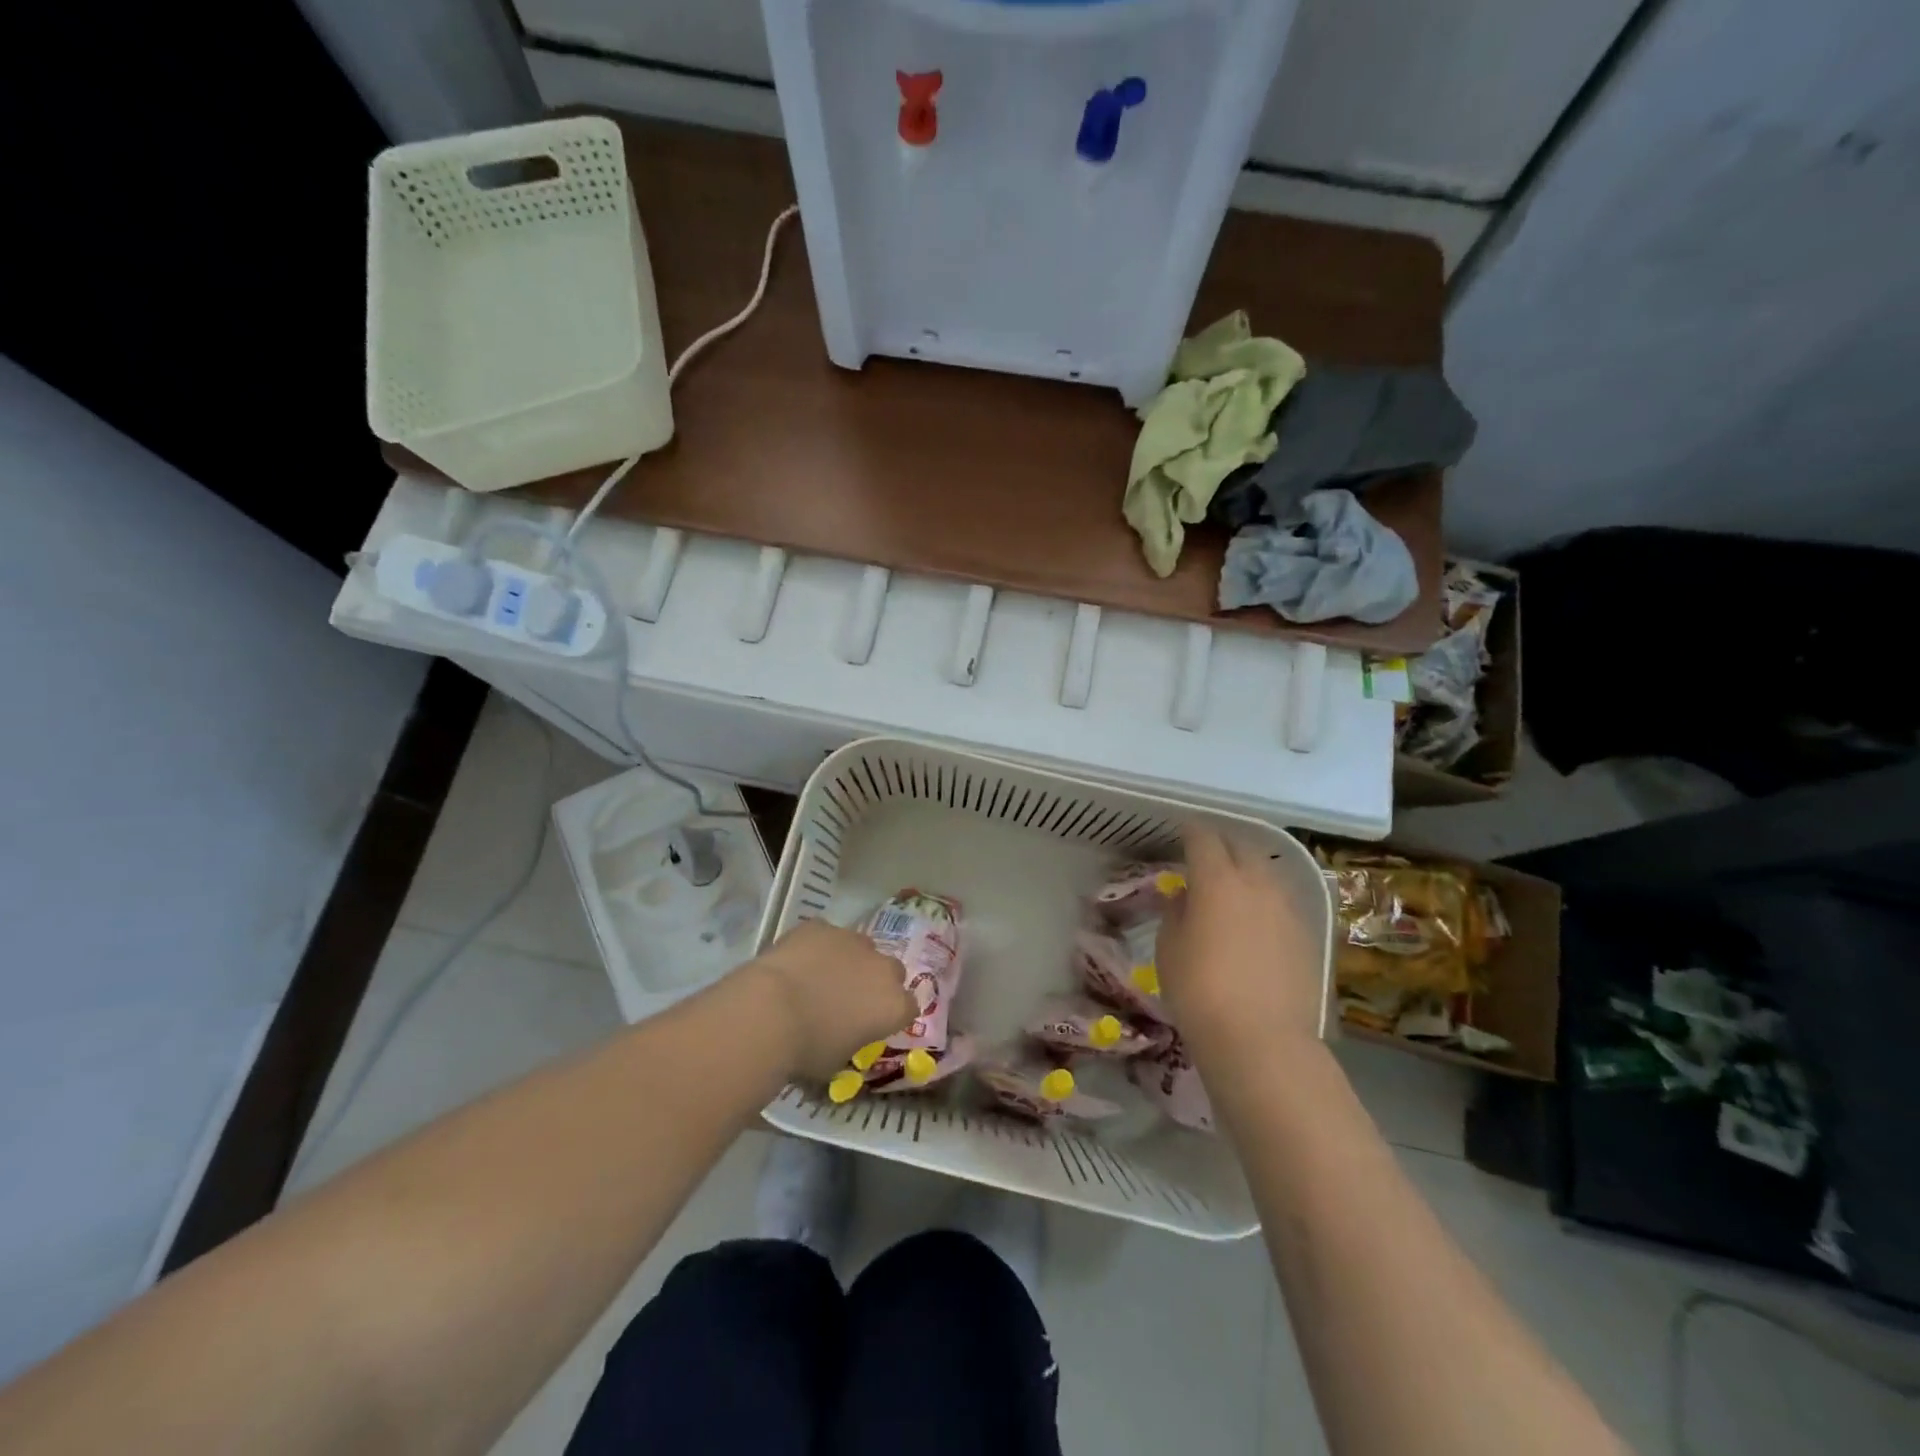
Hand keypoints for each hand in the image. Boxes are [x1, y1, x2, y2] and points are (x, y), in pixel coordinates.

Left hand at [746, 920, 918, 1080]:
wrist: (769, 1012)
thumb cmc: (807, 1049)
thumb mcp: (837, 1061)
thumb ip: (852, 1041)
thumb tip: (844, 1036)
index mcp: (894, 1005)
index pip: (908, 1008)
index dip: (890, 1015)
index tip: (872, 1024)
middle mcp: (882, 967)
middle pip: (891, 971)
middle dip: (875, 981)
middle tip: (849, 998)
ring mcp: (852, 940)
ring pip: (860, 947)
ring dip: (849, 960)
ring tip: (820, 977)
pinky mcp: (822, 925)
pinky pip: (826, 936)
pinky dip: (817, 947)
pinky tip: (797, 962)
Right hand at [1155, 824, 1326, 1063]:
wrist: (1262, 1042)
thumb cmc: (1200, 992)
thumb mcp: (1169, 950)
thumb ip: (1175, 912)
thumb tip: (1185, 895)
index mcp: (1218, 880)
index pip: (1204, 838)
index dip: (1191, 831)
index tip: (1182, 832)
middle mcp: (1258, 883)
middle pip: (1242, 847)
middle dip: (1223, 844)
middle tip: (1206, 855)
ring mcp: (1289, 908)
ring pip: (1267, 873)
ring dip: (1248, 871)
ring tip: (1233, 885)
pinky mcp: (1309, 935)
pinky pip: (1283, 902)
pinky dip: (1266, 900)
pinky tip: (1256, 920)